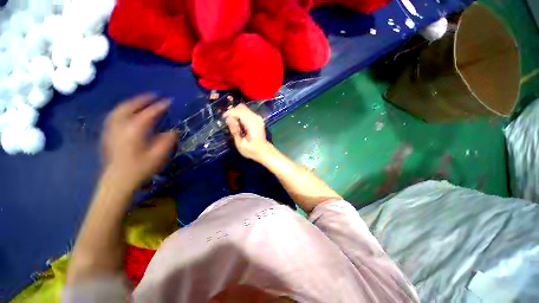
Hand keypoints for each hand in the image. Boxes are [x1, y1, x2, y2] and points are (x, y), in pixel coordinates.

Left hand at [101, 94, 178, 189]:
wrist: (118, 180)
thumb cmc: (140, 168)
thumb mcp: (159, 155)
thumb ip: (167, 140)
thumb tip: (174, 131)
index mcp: (135, 131)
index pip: (149, 113)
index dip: (160, 106)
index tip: (169, 101)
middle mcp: (121, 126)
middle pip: (129, 106)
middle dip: (142, 99)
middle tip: (153, 96)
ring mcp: (112, 129)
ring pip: (119, 109)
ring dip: (131, 102)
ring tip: (140, 100)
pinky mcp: (108, 134)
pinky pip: (114, 116)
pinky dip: (122, 110)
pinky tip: (126, 112)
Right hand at [224, 104, 271, 161]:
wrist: (263, 151)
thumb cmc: (251, 150)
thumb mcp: (240, 144)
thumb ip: (235, 131)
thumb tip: (228, 118)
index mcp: (252, 124)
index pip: (240, 112)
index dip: (230, 113)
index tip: (223, 118)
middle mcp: (256, 118)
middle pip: (241, 107)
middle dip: (232, 112)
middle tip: (228, 122)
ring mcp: (258, 117)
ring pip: (243, 108)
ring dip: (236, 113)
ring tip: (233, 124)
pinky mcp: (257, 118)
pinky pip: (246, 112)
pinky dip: (240, 115)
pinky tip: (239, 123)